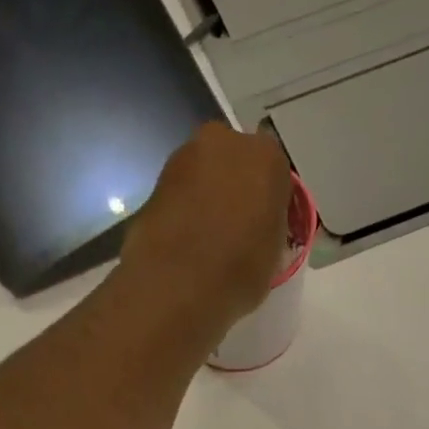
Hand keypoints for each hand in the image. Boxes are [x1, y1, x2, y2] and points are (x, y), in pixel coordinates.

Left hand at [121, 123, 290, 323]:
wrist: (175, 285)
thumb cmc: (238, 272)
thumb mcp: (273, 256)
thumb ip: (268, 228)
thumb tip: (255, 231)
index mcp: (266, 158)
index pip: (276, 175)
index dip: (269, 202)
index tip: (264, 227)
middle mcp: (225, 143)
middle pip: (235, 163)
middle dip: (235, 189)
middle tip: (234, 229)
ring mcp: (183, 157)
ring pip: (204, 175)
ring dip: (205, 197)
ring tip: (205, 239)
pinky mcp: (153, 181)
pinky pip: (178, 194)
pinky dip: (181, 210)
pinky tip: (182, 241)